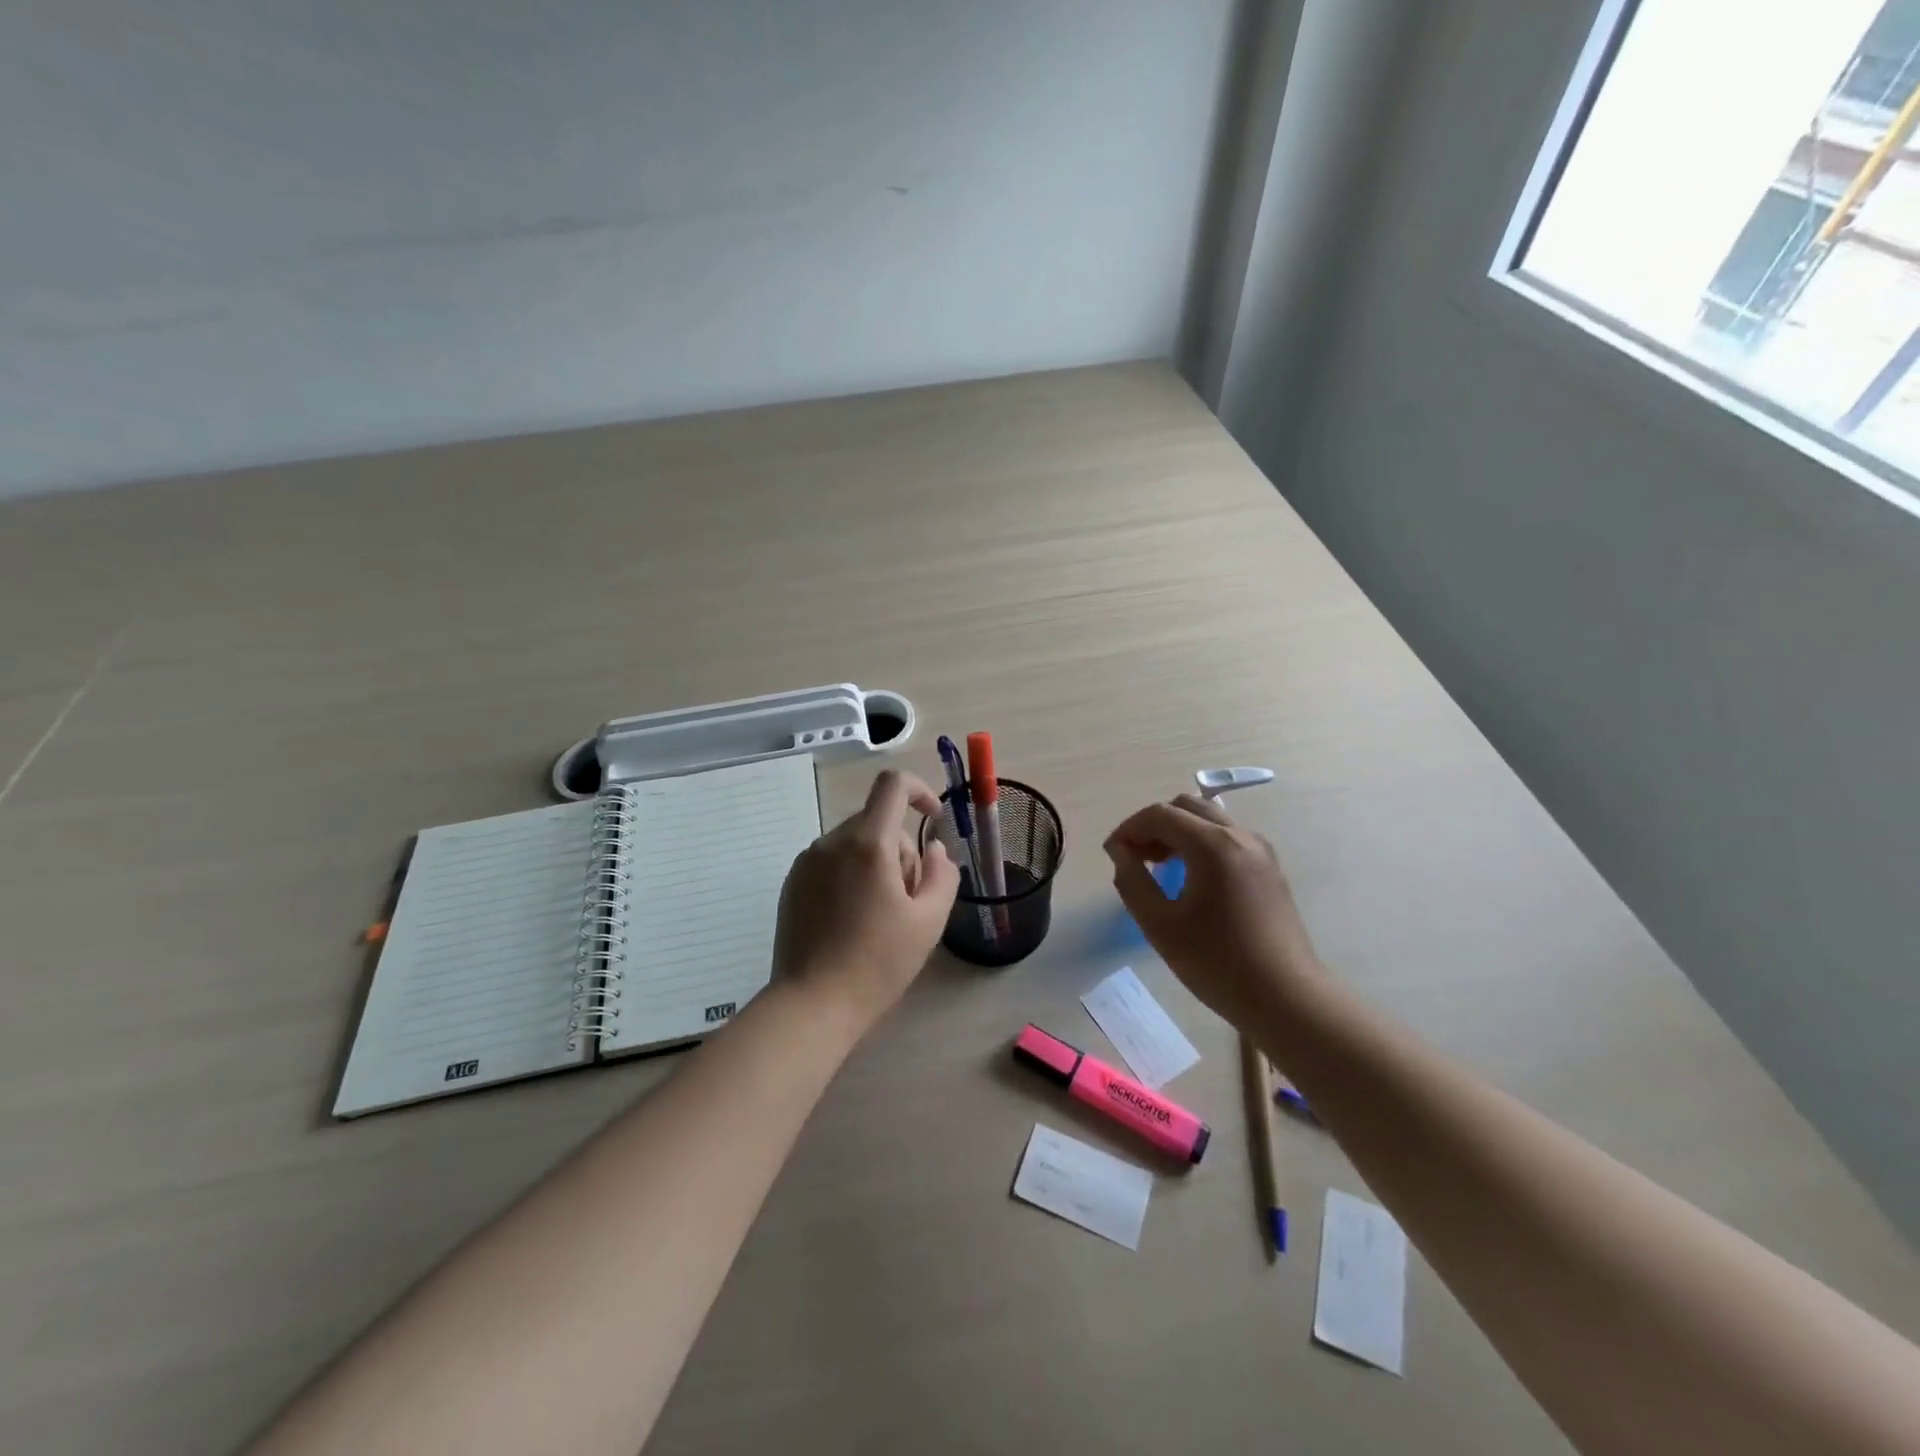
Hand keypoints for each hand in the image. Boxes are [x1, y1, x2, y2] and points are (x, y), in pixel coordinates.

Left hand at [772, 769, 959, 1036]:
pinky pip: (832, 861)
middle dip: (901, 850)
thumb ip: (942, 874)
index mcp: (868, 843)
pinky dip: (850, 875)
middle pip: (877, 821)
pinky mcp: (792, 883)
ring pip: (855, 843)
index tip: (933, 821)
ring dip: (876, 864)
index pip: (892, 784)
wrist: (811, 1005)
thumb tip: (934, 849)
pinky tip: (852, 921)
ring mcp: (807, 861)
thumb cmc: (877, 964)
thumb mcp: (928, 921)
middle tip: (908, 900)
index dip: (919, 791)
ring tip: (879, 916)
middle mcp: (832, 841)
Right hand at [1104, 794, 1324, 1029]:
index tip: (1112, 854)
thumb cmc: (1217, 963)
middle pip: (1186, 806)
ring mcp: (1260, 850)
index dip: (1129, 829)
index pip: (1159, 814)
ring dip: (1178, 832)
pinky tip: (1191, 878)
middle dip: (1154, 825)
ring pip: (1209, 819)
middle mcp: (1240, 835)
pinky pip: (1227, 837)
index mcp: (1212, 845)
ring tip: (1159, 867)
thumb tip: (1121, 852)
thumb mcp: (1160, 925)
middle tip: (1135, 857)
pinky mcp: (1270, 868)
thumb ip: (1132, 881)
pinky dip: (1201, 843)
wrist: (1286, 998)